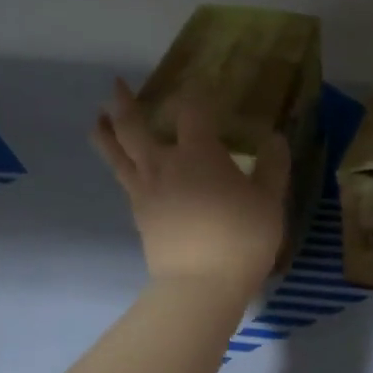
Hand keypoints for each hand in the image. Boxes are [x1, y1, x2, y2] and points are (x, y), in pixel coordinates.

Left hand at [92, 78, 289, 299]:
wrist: (201, 285)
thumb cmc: (241, 238)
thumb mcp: (270, 201)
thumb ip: (273, 166)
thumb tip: (274, 138)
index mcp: (199, 154)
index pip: (192, 112)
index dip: (196, 95)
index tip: (200, 87)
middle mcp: (165, 165)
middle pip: (135, 127)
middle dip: (125, 104)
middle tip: (116, 86)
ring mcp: (146, 191)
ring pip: (117, 154)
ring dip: (106, 132)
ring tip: (98, 119)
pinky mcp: (139, 215)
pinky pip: (124, 181)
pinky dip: (118, 165)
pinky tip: (123, 166)